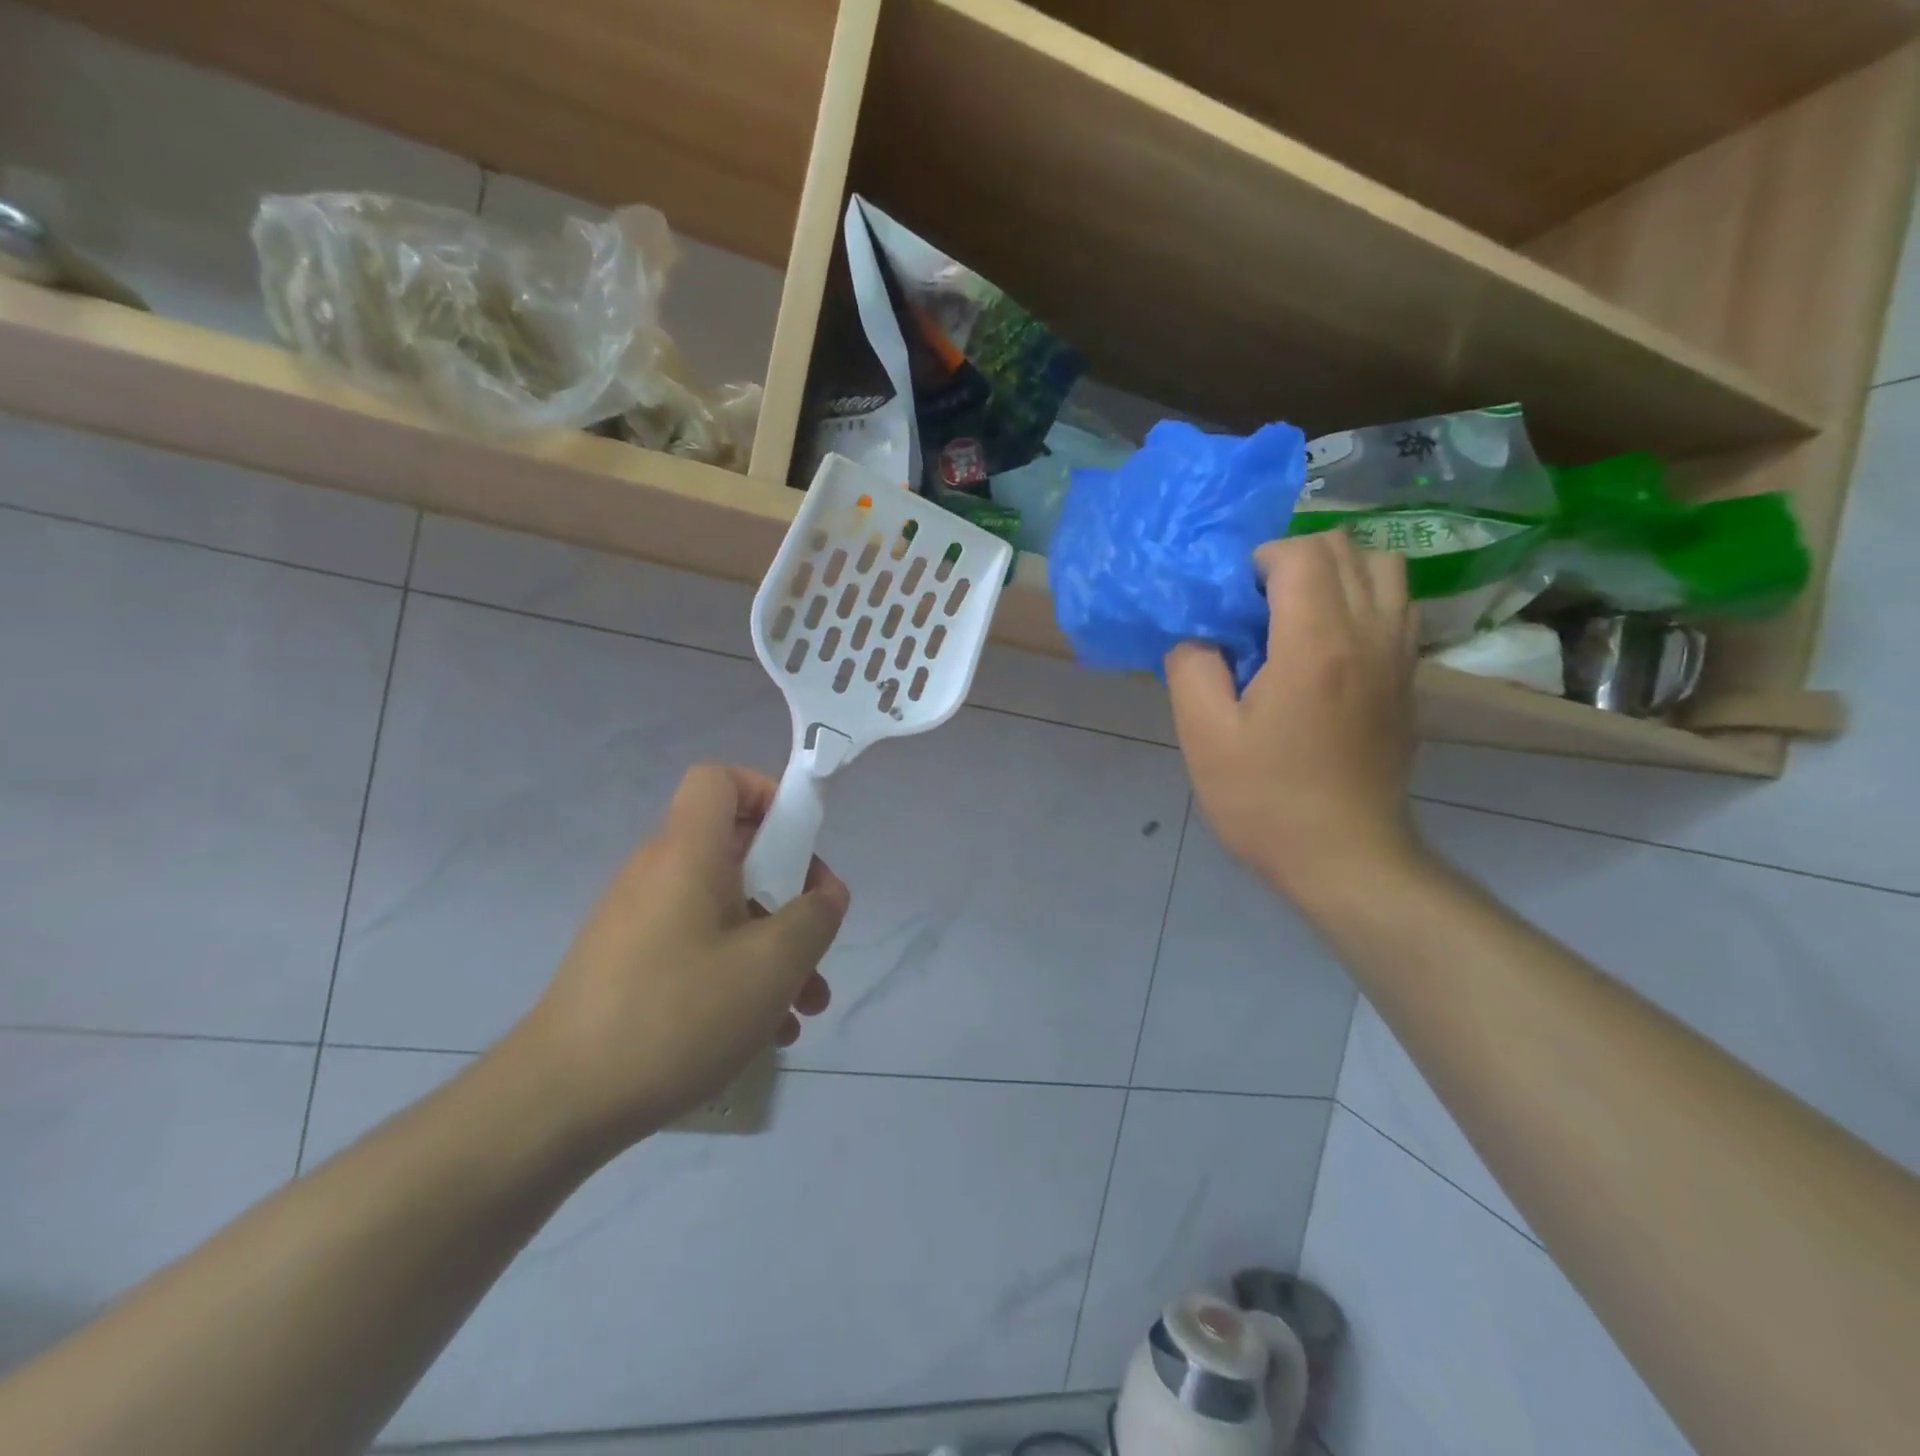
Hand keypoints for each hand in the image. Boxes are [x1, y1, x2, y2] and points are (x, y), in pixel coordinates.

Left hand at [507, 764, 848, 1147]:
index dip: (764, 794)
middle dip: (790, 894)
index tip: (799, 845)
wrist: (557, 1103)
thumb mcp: (771, 965)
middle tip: (815, 944)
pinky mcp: (629, 966)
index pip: (718, 780)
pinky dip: (737, 974)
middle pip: (736, 852)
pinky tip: (765, 1034)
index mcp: (687, 852)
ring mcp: (640, 922)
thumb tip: (825, 894)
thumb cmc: (676, 1014)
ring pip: (724, 910)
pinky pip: (698, 948)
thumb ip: (814, 917)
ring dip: (772, 948)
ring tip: (806, 1007)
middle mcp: (659, 874)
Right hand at [1165, 532, 1424, 904]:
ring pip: (1385, 568)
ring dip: (1337, 571)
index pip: (1302, 553)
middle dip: (1295, 557)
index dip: (1259, 561)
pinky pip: (1397, 606)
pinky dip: (1364, 599)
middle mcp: (1370, 634)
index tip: (1233, 602)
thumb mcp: (1204, 737)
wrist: (1345, 858)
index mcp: (1316, 643)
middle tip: (1257, 604)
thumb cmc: (1266, 800)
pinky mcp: (1408, 680)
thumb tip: (1197, 635)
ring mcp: (1399, 656)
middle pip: (1348, 547)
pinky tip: (1328, 642)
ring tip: (1297, 612)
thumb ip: (1191, 668)